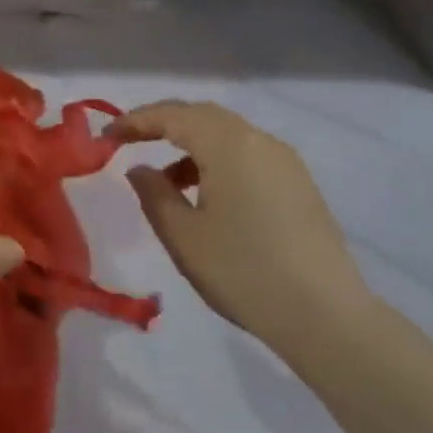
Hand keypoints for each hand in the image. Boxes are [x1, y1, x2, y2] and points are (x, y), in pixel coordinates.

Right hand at [111, 101, 370, 362]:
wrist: (327, 317)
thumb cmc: (243, 271)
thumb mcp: (183, 235)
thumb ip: (153, 193)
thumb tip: (140, 168)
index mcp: (228, 144)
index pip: (173, 116)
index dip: (135, 121)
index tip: (106, 136)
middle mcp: (259, 141)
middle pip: (202, 116)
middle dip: (163, 123)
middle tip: (130, 140)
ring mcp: (285, 162)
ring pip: (228, 135)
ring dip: (191, 145)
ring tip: (167, 181)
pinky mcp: (299, 185)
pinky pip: (248, 155)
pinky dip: (218, 161)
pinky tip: (207, 196)